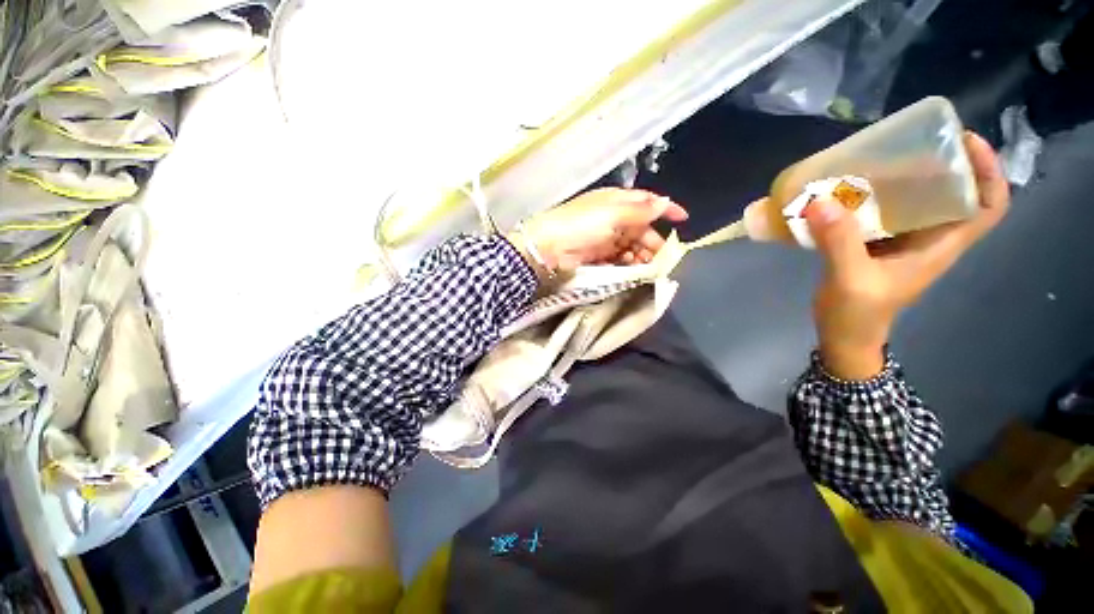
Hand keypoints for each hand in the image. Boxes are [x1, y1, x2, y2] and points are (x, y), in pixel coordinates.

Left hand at [514, 188, 688, 271]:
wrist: (548, 247)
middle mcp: (613, 218)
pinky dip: (627, 264)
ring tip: (647, 266)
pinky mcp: (599, 256)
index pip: (646, 202)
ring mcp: (606, 238)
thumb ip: (639, 211)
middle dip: (653, 242)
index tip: (683, 219)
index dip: (665, 209)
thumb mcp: (612, 214)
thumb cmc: (581, 224)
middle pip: (641, 229)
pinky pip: (620, 259)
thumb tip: (665, 202)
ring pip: (632, 246)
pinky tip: (631, 269)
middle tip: (662, 258)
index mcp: (616, 201)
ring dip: (641, 256)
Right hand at [806, 132, 1010, 379]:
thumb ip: (839, 243)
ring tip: (878, 159)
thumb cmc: (857, 315)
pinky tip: (850, 190)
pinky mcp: (877, 244)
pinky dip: (873, 196)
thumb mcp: (851, 281)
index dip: (988, 172)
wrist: (843, 335)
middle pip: (954, 194)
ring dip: (904, 178)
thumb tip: (821, 202)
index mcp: (940, 247)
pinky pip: (884, 212)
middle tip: (911, 143)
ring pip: (917, 201)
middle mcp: (928, 239)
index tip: (966, 143)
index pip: (987, 207)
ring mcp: (903, 242)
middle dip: (942, 164)